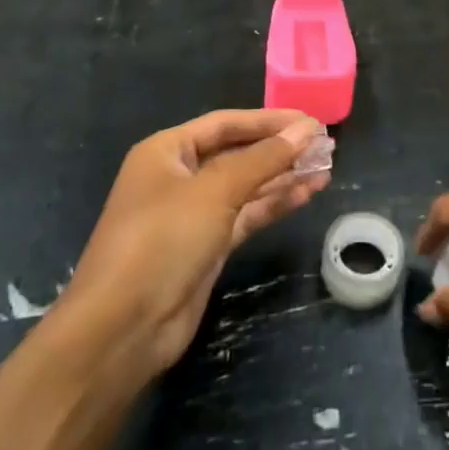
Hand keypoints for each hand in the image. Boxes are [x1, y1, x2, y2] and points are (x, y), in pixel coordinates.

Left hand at [56, 109, 329, 377]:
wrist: (122, 329)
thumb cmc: (162, 240)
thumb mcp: (215, 190)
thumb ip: (264, 158)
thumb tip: (307, 129)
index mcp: (167, 151)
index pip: (226, 123)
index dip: (269, 120)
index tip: (311, 121)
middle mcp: (179, 176)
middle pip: (238, 152)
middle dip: (279, 149)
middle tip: (325, 145)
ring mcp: (193, 213)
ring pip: (246, 185)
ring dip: (283, 176)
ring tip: (326, 168)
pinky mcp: (206, 246)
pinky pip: (246, 214)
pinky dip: (274, 204)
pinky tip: (306, 194)